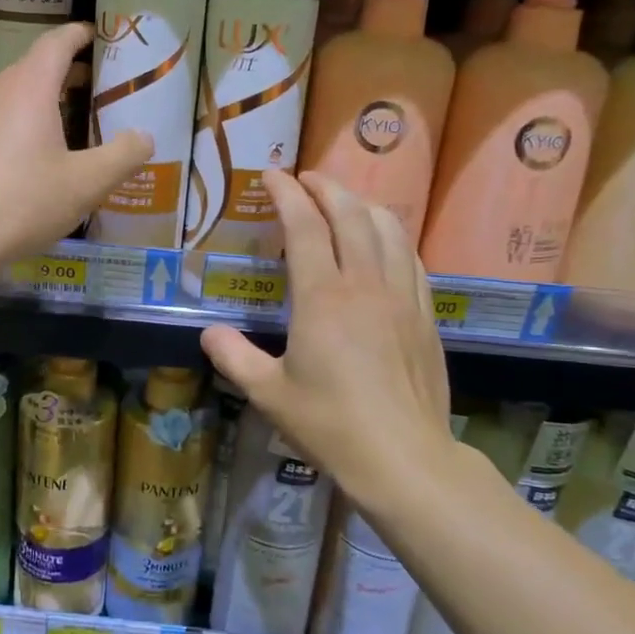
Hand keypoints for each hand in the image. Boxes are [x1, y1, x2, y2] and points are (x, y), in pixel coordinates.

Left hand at [0, 22, 152, 269]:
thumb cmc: (23, 201)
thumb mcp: (87, 183)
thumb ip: (123, 156)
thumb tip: (144, 137)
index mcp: (28, 87)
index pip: (56, 43)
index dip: (79, 36)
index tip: (97, 36)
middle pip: (33, 68)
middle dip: (66, 72)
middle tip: (96, 89)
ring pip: (12, 95)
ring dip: (42, 100)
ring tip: (69, 124)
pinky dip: (20, 123)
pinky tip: (32, 158)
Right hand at [201, 171, 452, 499]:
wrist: (403, 458)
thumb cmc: (330, 424)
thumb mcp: (268, 393)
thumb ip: (233, 357)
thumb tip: (209, 333)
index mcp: (322, 297)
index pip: (303, 225)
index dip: (286, 193)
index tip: (272, 176)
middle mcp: (364, 284)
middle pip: (350, 214)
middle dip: (326, 187)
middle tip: (305, 179)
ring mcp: (401, 296)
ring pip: (388, 229)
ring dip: (362, 204)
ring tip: (344, 200)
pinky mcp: (424, 315)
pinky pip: (411, 258)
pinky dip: (392, 236)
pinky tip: (384, 242)